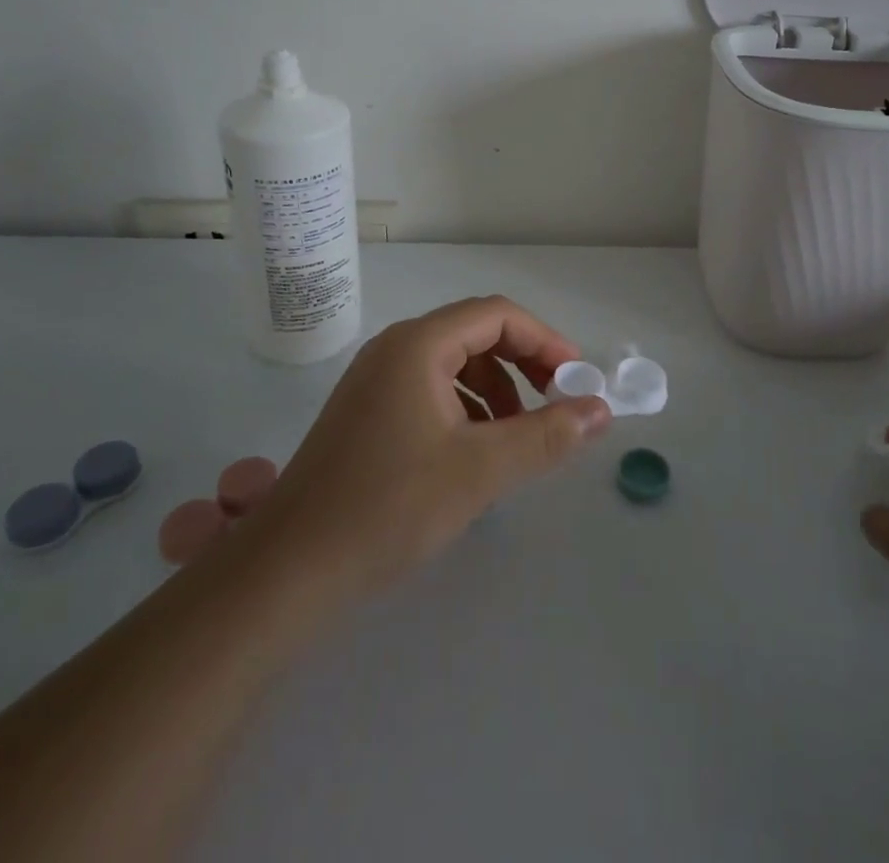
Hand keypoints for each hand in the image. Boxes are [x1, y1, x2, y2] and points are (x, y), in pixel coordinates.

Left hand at [245, 295, 612, 604]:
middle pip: (475, 334)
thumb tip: (601, 409)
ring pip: (454, 365)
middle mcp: (394, 349)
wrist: (287, 573)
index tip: (575, 381)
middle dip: (523, 365)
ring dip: (496, 390)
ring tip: (517, 438)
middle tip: (554, 406)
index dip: (544, 341)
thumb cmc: (389, 508)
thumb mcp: (480, 470)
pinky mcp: (366, 413)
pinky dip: (466, 409)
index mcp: (418, 345)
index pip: (497, 315)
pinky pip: (430, 390)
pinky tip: (474, 454)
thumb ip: (547, 435)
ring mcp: (375, 381)